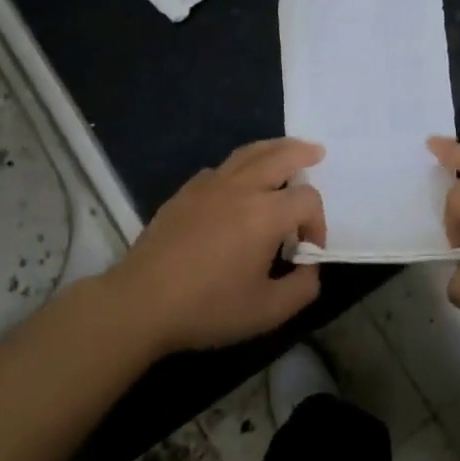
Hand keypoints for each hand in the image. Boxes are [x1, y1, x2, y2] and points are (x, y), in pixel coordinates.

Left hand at [99, 138, 326, 354]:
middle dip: (302, 153)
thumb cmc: (208, 307)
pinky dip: (239, 167)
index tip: (308, 250)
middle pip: (280, 155)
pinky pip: (219, 168)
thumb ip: (303, 288)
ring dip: (272, 148)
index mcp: (266, 214)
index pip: (307, 200)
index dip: (317, 222)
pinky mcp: (184, 193)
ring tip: (285, 150)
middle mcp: (241, 189)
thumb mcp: (268, 311)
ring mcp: (209, 186)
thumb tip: (310, 268)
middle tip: (316, 152)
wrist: (141, 303)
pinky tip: (238, 182)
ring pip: (247, 153)